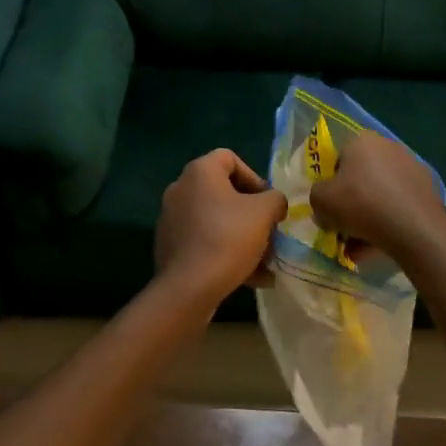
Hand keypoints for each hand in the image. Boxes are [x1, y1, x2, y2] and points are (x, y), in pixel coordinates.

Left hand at [155, 149, 287, 301]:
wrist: (188, 287)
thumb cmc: (228, 238)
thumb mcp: (264, 213)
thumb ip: (275, 199)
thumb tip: (274, 203)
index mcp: (199, 172)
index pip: (229, 158)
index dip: (254, 177)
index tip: (267, 202)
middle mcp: (180, 189)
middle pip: (224, 192)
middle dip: (250, 212)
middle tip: (268, 231)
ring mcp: (172, 218)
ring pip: (216, 220)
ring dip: (242, 236)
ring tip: (264, 261)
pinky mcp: (169, 245)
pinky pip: (204, 241)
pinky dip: (225, 252)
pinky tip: (249, 277)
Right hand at [309, 131, 445, 261]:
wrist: (413, 227)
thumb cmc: (361, 204)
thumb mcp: (321, 201)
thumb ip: (316, 197)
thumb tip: (325, 205)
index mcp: (362, 141)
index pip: (338, 159)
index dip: (332, 184)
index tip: (331, 206)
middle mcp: (388, 147)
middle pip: (361, 177)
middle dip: (351, 202)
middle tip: (344, 227)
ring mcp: (412, 168)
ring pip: (380, 194)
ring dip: (369, 216)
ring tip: (361, 246)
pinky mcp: (427, 189)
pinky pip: (399, 205)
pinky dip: (389, 222)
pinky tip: (382, 245)